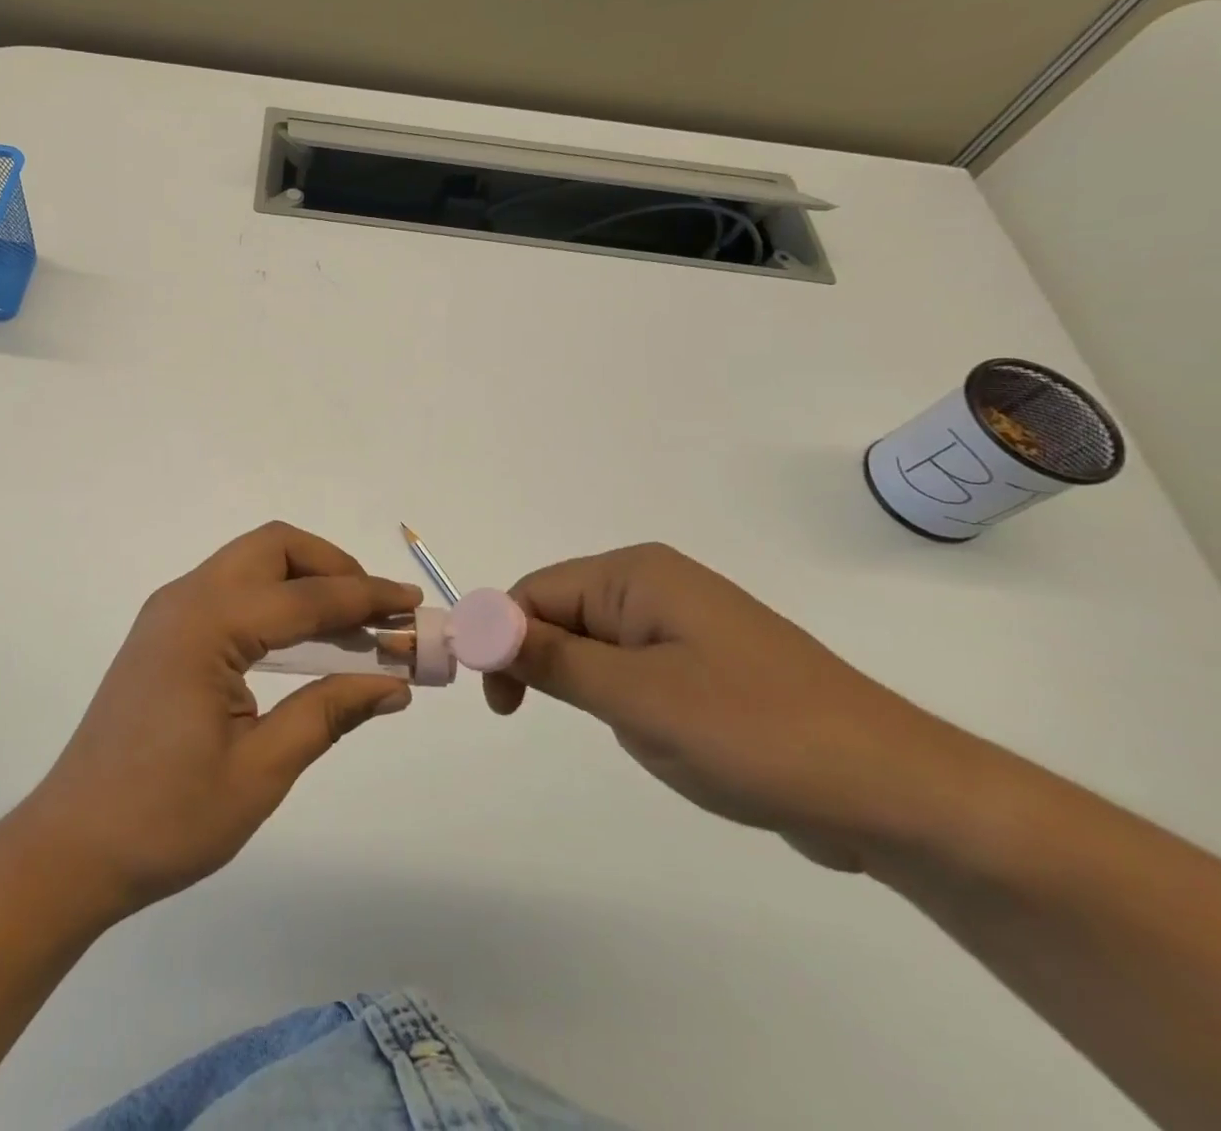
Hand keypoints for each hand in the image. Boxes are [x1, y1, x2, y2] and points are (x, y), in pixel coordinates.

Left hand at [16, 522, 421, 917]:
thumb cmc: (166, 817)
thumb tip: (394, 684)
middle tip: (377, 611)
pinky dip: (275, 601)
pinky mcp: (163, 634)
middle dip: (332, 567)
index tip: (415, 605)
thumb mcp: (260, 771)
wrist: (71, 846)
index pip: (306, 595)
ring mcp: (168, 613)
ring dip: (305, 582)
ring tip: (354, 627)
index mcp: (207, 625)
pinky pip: (230, 592)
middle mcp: (185, 600)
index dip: (367, 598)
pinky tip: (303, 643)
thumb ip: (328, 712)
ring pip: (250, 564)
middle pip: (272, 548)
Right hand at [488, 544, 977, 870]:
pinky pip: (631, 671)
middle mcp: (655, 586)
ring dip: (590, 691)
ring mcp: (684, 625)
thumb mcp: (635, 697)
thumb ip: (548, 658)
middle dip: (548, 667)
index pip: (535, 592)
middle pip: (560, 615)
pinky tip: (666, 739)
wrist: (897, 795)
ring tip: (639, 734)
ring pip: (594, 648)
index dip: (502, 638)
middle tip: (554, 725)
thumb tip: (474, 625)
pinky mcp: (704, 664)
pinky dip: (623, 702)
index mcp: (636, 575)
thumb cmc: (756, 732)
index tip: (499, 702)